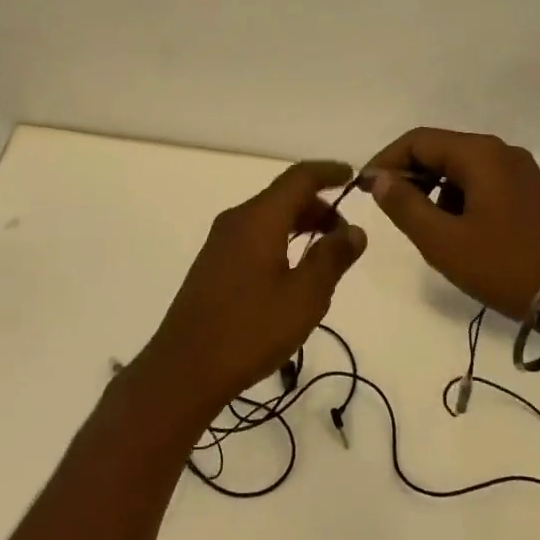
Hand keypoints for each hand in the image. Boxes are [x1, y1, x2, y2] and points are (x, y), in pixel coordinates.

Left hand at [134, 160, 366, 422]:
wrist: (185, 368)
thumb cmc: (250, 329)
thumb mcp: (304, 297)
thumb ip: (332, 258)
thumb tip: (354, 231)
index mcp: (259, 218)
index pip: (299, 178)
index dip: (328, 172)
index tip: (354, 176)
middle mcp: (237, 219)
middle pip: (283, 196)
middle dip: (319, 206)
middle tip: (346, 235)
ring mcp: (221, 240)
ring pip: (268, 216)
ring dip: (300, 224)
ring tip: (325, 254)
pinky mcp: (214, 262)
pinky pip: (255, 234)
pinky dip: (281, 238)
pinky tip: (293, 269)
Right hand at [361, 128, 539, 319]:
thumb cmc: (504, 266)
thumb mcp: (442, 241)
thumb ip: (404, 205)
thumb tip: (379, 179)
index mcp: (479, 154)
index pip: (418, 141)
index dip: (386, 160)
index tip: (365, 188)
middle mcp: (500, 151)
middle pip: (440, 150)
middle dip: (409, 175)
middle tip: (388, 207)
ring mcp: (519, 170)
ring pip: (460, 167)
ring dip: (434, 187)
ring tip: (421, 223)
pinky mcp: (529, 192)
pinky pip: (481, 181)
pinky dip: (458, 196)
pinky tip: (454, 229)